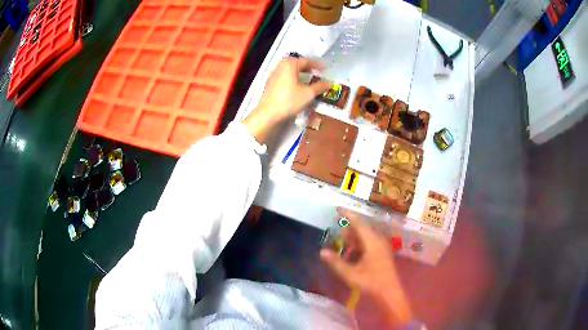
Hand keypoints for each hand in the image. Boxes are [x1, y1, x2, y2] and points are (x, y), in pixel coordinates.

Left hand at [243, 58, 331, 142]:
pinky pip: (283, 76)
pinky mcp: (269, 83)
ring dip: (298, 72)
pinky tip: (295, 85)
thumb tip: (330, 83)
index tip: (324, 69)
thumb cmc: (289, 100)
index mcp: (290, 64)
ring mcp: (273, 74)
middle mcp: (280, 66)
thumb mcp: (308, 94)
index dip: (317, 65)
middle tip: (316, 72)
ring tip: (307, 78)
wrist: (268, 113)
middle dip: (307, 67)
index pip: (306, 61)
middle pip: (296, 63)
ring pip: (289, 69)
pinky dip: (291, 78)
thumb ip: (320, 86)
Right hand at [320, 209, 412, 323]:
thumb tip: (322, 252)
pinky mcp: (382, 253)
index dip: (348, 215)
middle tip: (337, 227)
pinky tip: (352, 252)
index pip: (359, 223)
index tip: (338, 208)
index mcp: (372, 242)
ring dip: (354, 237)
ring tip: (342, 241)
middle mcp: (378, 241)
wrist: (389, 293)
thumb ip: (336, 262)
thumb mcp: (351, 274)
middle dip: (349, 227)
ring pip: (366, 236)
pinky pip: (369, 242)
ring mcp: (382, 247)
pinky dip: (359, 244)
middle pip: (363, 228)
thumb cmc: (371, 283)